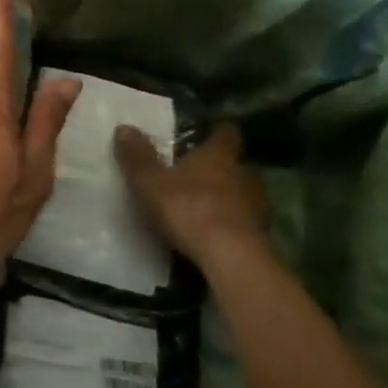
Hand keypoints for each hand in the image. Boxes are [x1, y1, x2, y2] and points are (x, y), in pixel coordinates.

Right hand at [115, 123, 268, 267]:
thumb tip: (124, 128)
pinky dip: (235, 223)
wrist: (231, 259)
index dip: (217, 132)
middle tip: (201, 173)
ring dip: (231, 197)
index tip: (208, 134)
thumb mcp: (150, 182)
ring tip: (209, 205)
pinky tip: (218, 233)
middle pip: (238, 164)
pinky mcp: (263, 236)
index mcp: (219, 155)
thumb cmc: (189, 209)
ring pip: (245, 193)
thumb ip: (138, 156)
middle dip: (223, 168)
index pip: (226, 133)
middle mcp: (244, 174)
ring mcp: (258, 206)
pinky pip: (247, 221)